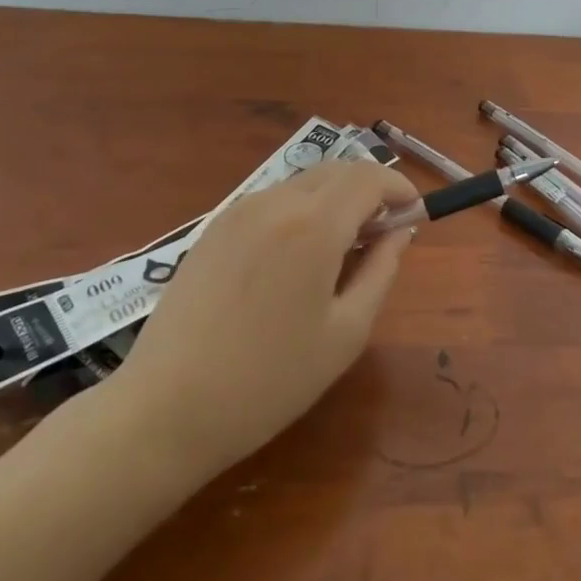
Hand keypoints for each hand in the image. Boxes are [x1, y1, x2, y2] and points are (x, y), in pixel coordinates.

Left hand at [102, 160, 418, 480]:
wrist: (167, 408)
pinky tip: (295, 257)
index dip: (397, 187)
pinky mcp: (213, 228)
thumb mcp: (345, 332)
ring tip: (341, 248)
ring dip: (333, 199)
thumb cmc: (270, 380)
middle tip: (382, 232)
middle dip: (368, 189)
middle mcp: (275, 202)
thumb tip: (399, 231)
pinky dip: (299, 211)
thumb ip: (380, 271)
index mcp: (314, 224)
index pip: (368, 177)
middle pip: (335, 171)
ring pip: (302, 183)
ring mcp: (238, 211)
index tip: (414, 211)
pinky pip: (270, 201)